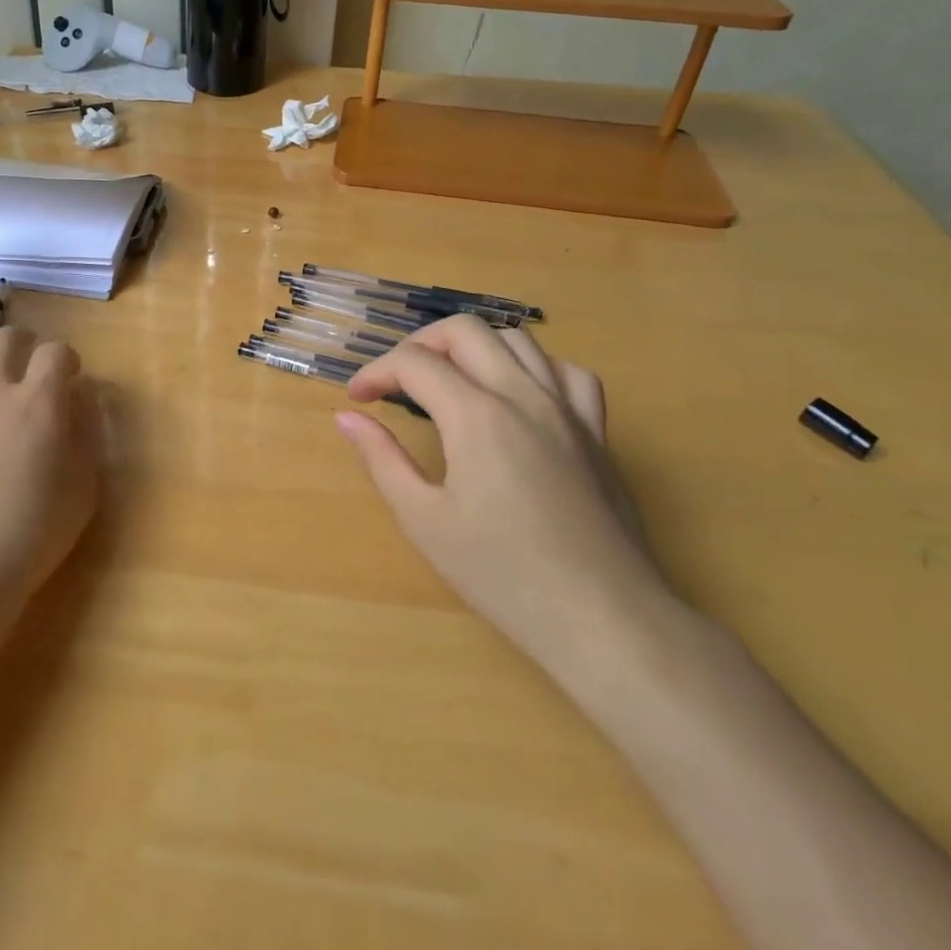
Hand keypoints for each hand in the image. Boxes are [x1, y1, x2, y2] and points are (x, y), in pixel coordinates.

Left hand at [0, 326, 99, 610]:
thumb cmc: (34, 530)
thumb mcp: (84, 486)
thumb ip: (85, 434)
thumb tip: (79, 401)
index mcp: (39, 401)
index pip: (55, 352)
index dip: (65, 358)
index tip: (69, 376)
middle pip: (1, 339)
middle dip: (19, 341)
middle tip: (25, 361)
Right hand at [337, 316, 673, 685]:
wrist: (603, 618)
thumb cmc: (504, 574)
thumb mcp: (425, 521)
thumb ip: (382, 460)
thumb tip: (347, 418)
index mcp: (477, 415)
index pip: (414, 363)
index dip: (376, 372)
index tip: (357, 399)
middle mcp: (523, 394)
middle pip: (464, 331)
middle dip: (419, 344)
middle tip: (397, 381)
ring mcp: (567, 409)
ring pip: (517, 339)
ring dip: (473, 347)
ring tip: (451, 380)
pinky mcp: (596, 431)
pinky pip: (567, 372)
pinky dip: (534, 367)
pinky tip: (520, 394)